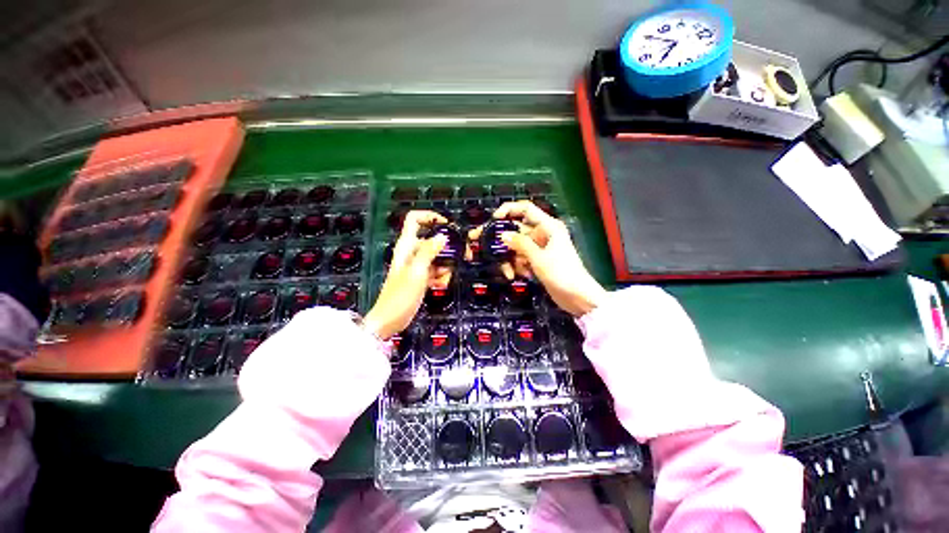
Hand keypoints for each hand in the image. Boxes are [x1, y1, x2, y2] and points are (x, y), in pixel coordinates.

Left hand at [363, 211, 450, 338]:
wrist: (390, 320)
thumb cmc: (400, 296)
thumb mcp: (417, 271)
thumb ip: (429, 251)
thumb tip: (442, 236)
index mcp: (406, 246)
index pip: (415, 219)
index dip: (430, 217)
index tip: (447, 225)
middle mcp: (411, 253)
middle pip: (431, 239)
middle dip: (447, 247)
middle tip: (462, 255)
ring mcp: (416, 265)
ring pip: (437, 257)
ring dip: (445, 266)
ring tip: (444, 279)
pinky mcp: (420, 277)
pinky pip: (435, 270)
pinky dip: (440, 276)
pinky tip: (440, 285)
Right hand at [470, 200, 606, 316]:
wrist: (577, 297)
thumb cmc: (562, 273)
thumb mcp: (539, 258)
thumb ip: (520, 244)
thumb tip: (503, 235)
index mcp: (548, 226)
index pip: (525, 209)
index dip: (508, 210)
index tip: (493, 219)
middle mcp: (542, 234)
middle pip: (516, 230)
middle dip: (500, 238)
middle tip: (477, 241)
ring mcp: (539, 248)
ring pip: (516, 247)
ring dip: (510, 259)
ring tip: (509, 272)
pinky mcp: (537, 261)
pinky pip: (521, 258)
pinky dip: (518, 266)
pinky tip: (520, 275)